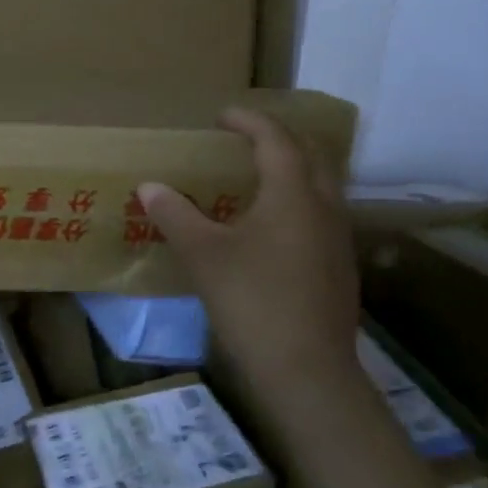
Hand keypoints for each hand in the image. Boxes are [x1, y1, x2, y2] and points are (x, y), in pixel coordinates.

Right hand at [139, 108, 357, 384]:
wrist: (307, 372)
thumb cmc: (252, 301)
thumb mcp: (203, 255)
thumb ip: (175, 215)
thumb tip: (149, 186)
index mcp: (293, 195)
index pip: (277, 140)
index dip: (250, 121)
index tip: (222, 116)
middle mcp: (324, 208)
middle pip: (311, 156)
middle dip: (278, 140)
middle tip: (243, 141)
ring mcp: (337, 240)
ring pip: (320, 187)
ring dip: (291, 172)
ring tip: (253, 179)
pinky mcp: (338, 268)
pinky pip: (319, 216)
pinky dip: (295, 203)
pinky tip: (269, 228)